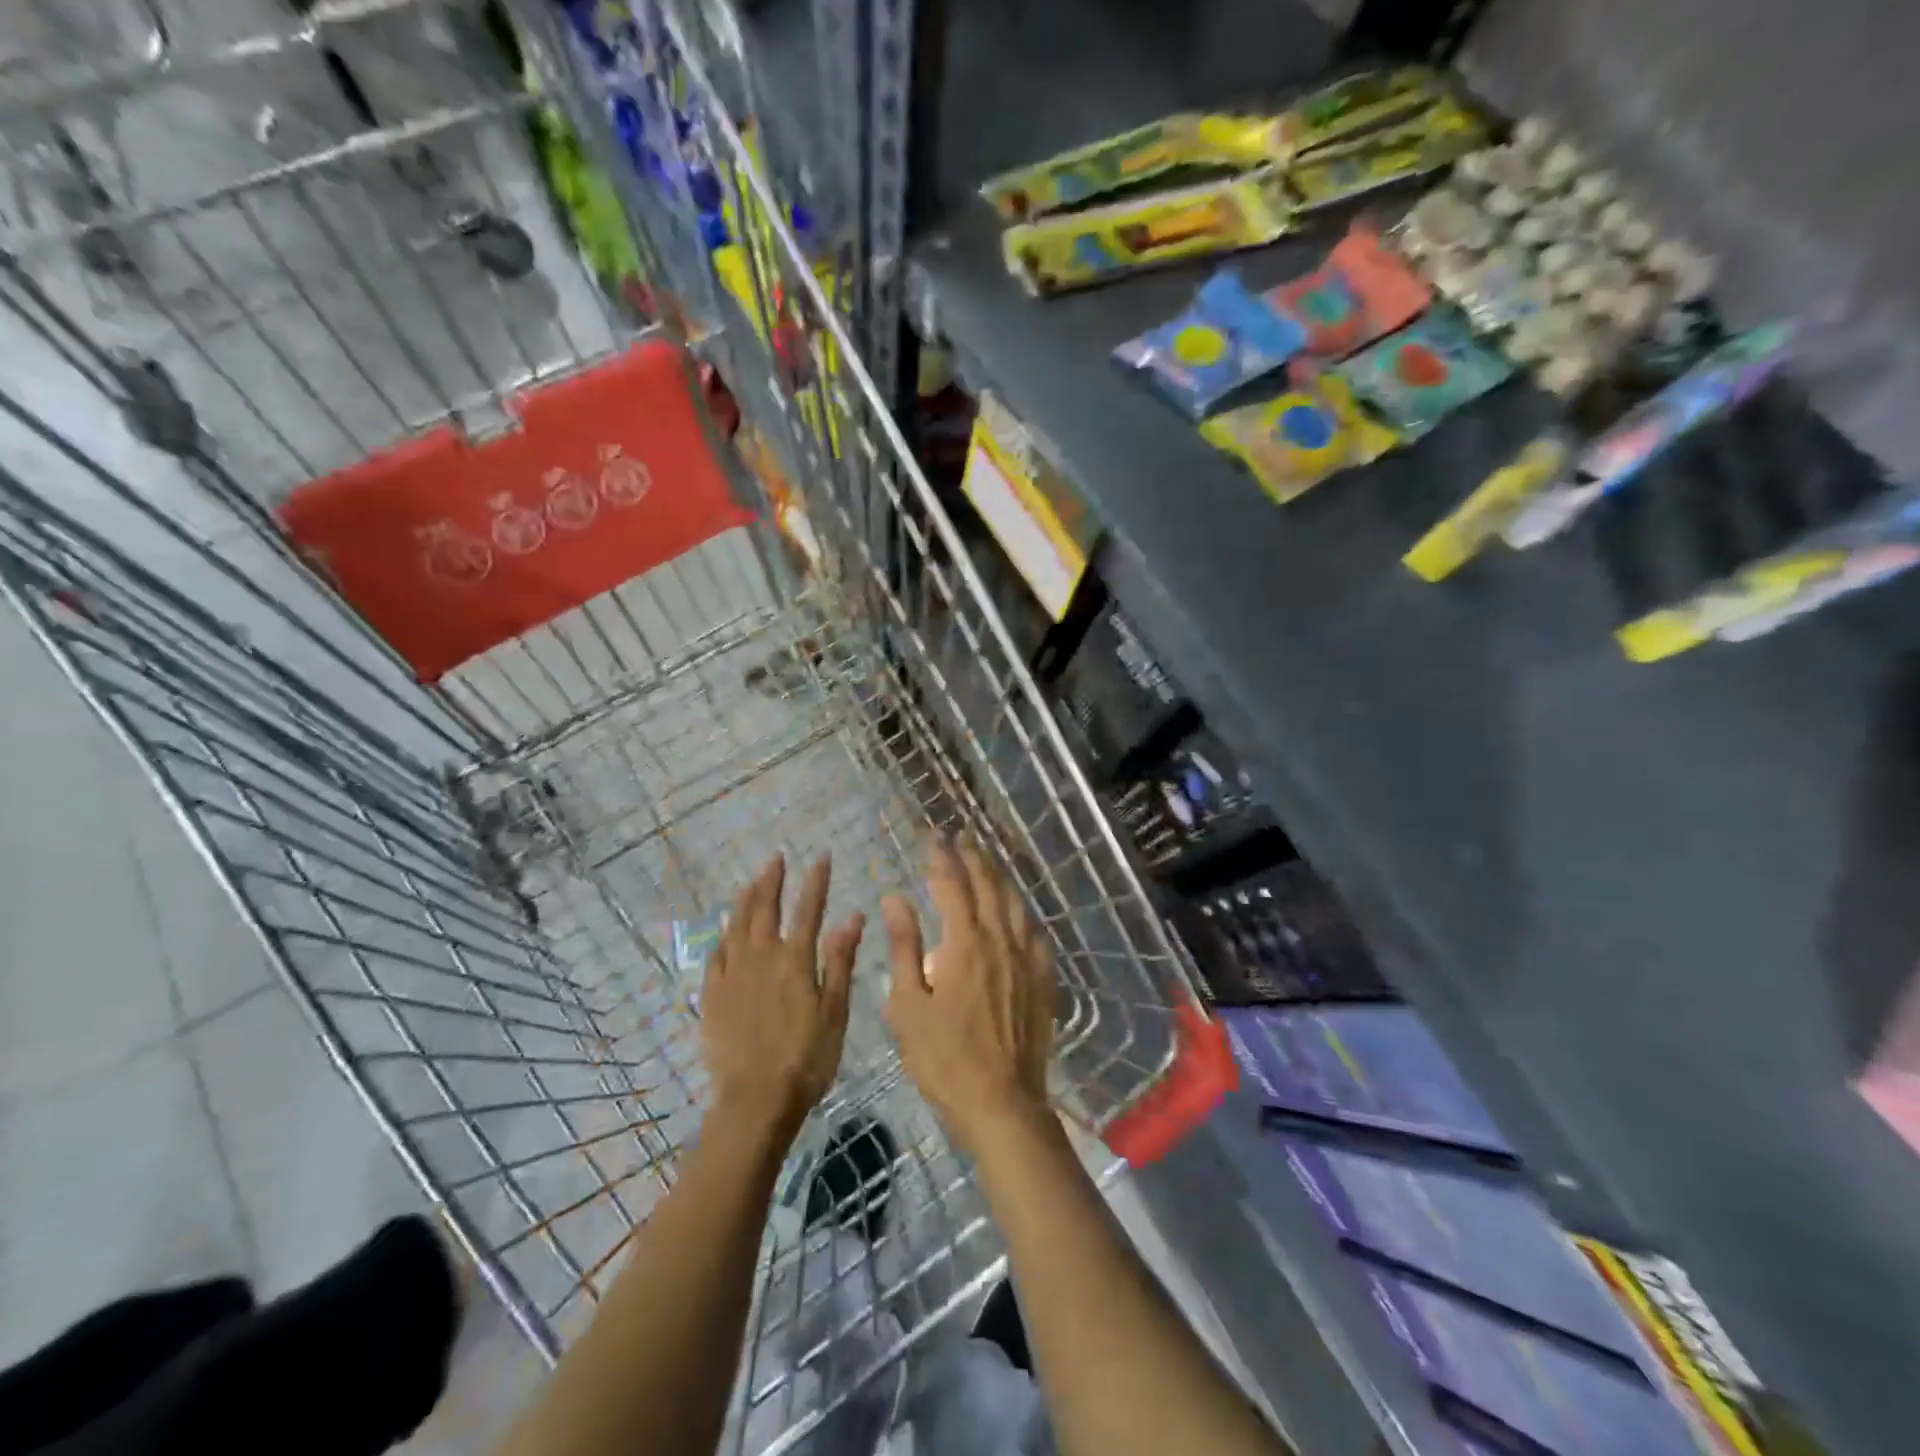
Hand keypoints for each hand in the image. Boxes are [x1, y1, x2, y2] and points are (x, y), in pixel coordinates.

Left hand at [702, 854, 863, 1140]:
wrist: (755, 1100)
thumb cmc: (807, 1057)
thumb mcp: (835, 1011)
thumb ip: (840, 960)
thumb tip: (852, 916)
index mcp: (794, 960)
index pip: (808, 909)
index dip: (815, 882)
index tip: (820, 857)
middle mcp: (761, 958)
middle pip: (765, 909)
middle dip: (772, 880)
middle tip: (776, 859)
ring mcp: (732, 976)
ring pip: (736, 926)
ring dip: (745, 900)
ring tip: (752, 881)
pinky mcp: (712, 996)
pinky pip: (715, 955)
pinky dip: (722, 935)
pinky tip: (725, 930)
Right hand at [883, 841, 1054, 1154]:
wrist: (1001, 1103)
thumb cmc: (944, 1058)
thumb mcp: (908, 1005)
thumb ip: (903, 946)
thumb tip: (895, 898)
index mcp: (965, 944)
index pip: (953, 886)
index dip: (942, 859)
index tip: (933, 840)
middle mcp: (1000, 941)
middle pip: (989, 887)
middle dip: (974, 858)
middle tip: (963, 838)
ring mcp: (1027, 960)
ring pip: (1015, 905)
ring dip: (1000, 878)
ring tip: (989, 863)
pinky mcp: (1043, 981)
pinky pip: (1035, 934)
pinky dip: (1023, 913)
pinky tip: (1019, 913)